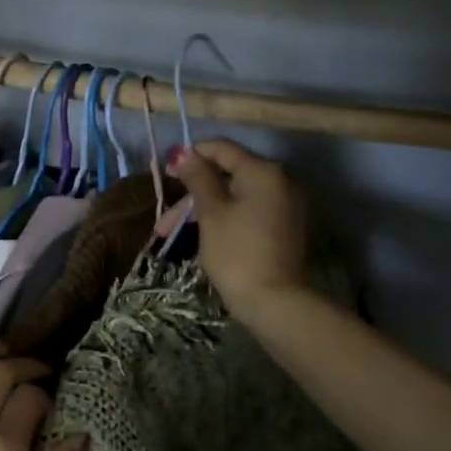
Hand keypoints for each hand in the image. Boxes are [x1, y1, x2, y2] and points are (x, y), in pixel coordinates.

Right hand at [170, 139, 309, 315]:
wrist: (274, 301)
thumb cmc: (236, 251)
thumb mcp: (210, 212)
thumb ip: (197, 178)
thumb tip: (184, 153)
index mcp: (262, 171)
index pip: (222, 149)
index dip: (191, 156)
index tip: (166, 172)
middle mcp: (280, 181)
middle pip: (227, 176)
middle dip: (192, 194)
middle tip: (165, 218)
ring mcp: (285, 205)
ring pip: (235, 197)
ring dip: (203, 210)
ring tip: (171, 235)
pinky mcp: (284, 227)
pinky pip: (249, 211)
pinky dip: (224, 218)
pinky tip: (202, 235)